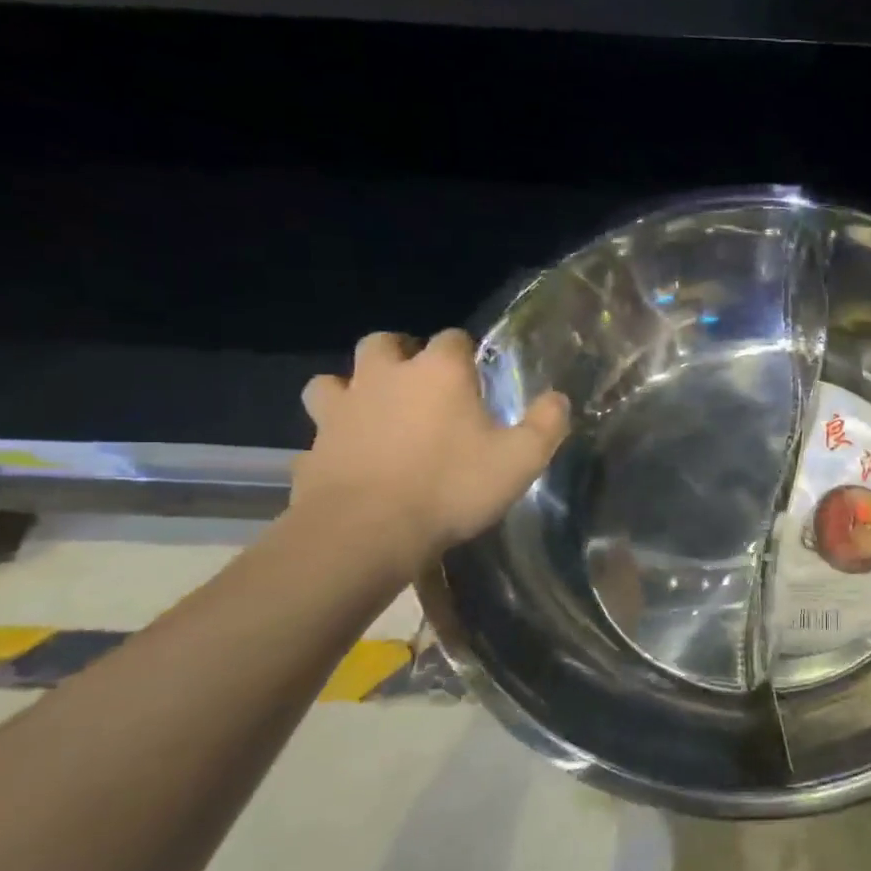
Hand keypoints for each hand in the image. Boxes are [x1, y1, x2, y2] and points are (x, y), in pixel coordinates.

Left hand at [293, 329, 569, 575]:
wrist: (366, 532)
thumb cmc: (451, 486)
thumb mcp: (521, 459)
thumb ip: (546, 424)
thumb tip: (558, 398)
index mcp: (437, 372)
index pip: (453, 338)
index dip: (466, 353)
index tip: (476, 377)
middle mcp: (384, 377)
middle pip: (384, 343)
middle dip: (401, 355)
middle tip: (420, 384)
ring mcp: (340, 410)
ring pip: (333, 382)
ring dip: (352, 390)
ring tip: (374, 414)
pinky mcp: (312, 448)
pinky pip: (319, 435)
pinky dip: (333, 442)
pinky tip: (350, 463)